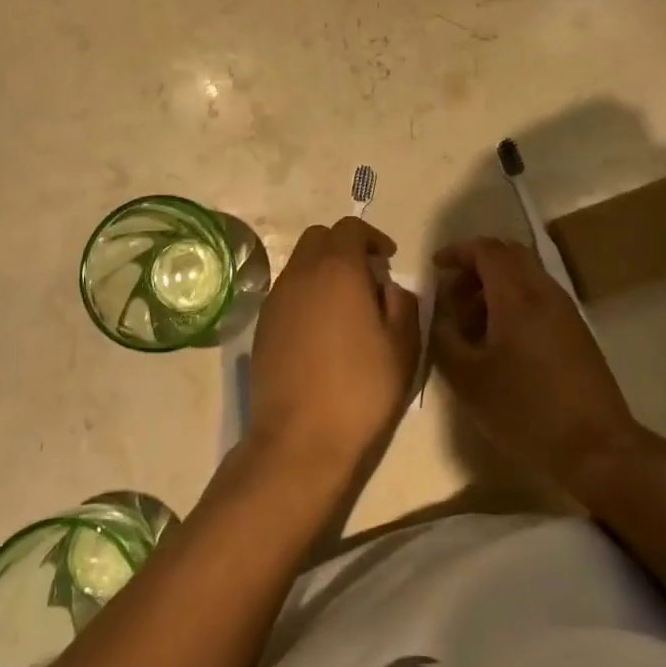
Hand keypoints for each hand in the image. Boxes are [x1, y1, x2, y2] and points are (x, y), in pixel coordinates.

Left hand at [247, 217, 420, 481]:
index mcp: (337, 270)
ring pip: (300, 264)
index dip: (372, 237)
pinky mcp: (262, 326)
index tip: (388, 259)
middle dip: (344, 247)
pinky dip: (306, 295)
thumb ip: (402, 302)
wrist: (300, 439)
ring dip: (323, 271)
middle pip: (319, 238)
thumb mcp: (403, 346)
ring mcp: (276, 299)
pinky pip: (287, 292)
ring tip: (346, 307)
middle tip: (368, 278)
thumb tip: (387, 286)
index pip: (350, 228)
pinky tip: (321, 330)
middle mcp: (300, 274)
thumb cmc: (361, 389)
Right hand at [431, 237, 642, 490]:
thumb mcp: (468, 379)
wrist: (596, 448)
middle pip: (510, 255)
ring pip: (526, 277)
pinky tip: (499, 343)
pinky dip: (513, 303)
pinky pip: (539, 299)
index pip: (487, 250)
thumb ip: (444, 339)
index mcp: (517, 297)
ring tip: (471, 326)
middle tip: (453, 296)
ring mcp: (565, 312)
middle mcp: (545, 293)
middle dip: (476, 266)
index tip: (435, 267)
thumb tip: (437, 314)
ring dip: (494, 288)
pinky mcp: (576, 333)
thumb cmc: (525, 411)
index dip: (458, 251)